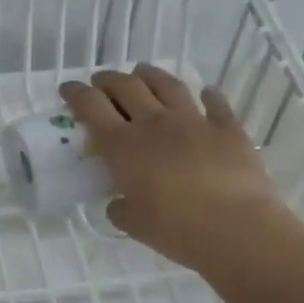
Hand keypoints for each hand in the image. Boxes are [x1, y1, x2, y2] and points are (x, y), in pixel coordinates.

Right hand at [60, 64, 303, 278]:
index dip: (76, 93)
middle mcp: (154, 123)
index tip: (67, 88)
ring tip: (142, 72)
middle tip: (101, 82)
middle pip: (125, 86)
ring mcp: (193, 121)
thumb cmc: (176, 229)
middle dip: (108, 79)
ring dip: (149, 75)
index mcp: (124, 147)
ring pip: (166, 84)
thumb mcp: (134, 225)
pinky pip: (216, 103)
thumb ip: (120, 209)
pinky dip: (208, 95)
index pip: (91, 106)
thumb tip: (118, 204)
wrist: (236, 228)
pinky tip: (206, 92)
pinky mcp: (227, 128)